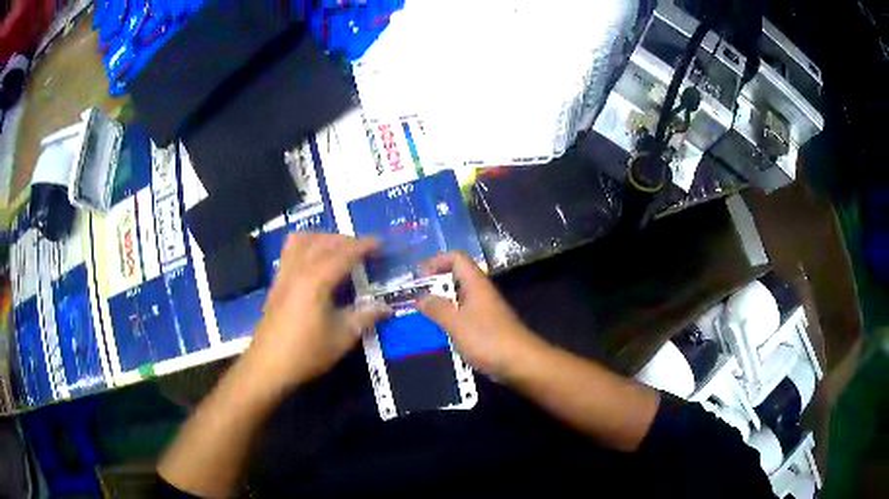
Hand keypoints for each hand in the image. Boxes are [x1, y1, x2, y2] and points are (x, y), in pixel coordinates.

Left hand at [244, 234, 390, 391]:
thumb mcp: (342, 337)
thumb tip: (387, 307)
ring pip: (304, 240)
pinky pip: (290, 250)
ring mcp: (284, 273)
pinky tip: (315, 261)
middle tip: (365, 250)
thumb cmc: (307, 352)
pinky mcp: (276, 282)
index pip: (344, 253)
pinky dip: (307, 245)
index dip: (364, 246)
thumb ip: (365, 317)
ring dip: (325, 238)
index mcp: (316, 280)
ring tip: (340, 250)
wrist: (268, 365)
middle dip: (347, 240)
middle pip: (324, 242)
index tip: (381, 244)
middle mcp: (299, 269)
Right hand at [417, 252, 542, 378]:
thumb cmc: (488, 340)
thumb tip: (420, 297)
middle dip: (435, 285)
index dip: (437, 261)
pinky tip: (439, 334)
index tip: (418, 277)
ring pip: (459, 299)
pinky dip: (450, 320)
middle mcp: (481, 293)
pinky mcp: (487, 328)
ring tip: (422, 317)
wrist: (521, 363)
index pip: (457, 258)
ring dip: (441, 304)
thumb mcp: (457, 323)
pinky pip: (464, 316)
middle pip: (457, 278)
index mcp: (476, 284)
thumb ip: (437, 308)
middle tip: (415, 299)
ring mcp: (485, 311)